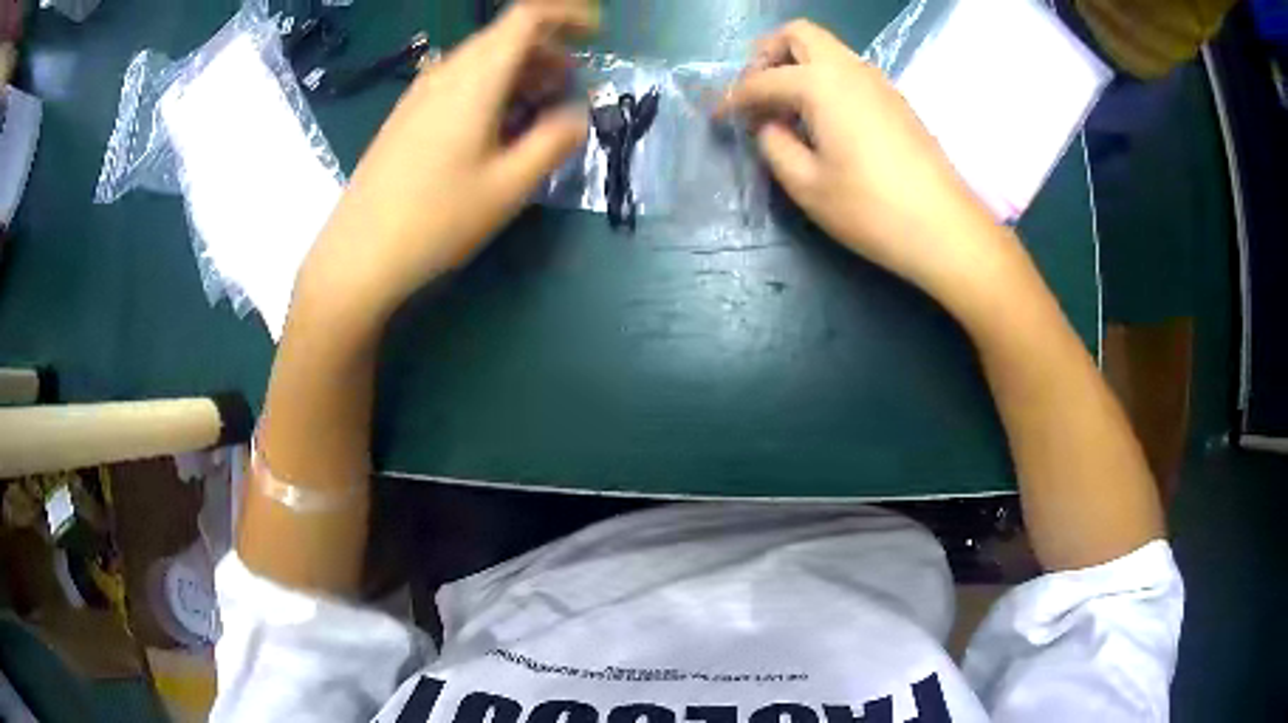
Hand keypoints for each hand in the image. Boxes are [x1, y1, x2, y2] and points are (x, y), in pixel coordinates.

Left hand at [294, 0, 598, 326]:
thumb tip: (578, 114)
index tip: (596, 36)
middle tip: (570, 86)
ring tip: (539, 107)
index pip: (526, 17)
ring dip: (519, 70)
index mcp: (475, 78)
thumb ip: (554, 141)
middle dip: (548, 50)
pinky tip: (496, 125)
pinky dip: (491, 86)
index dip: (568, 15)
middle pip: (504, 36)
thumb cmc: (436, 220)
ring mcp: (420, 93)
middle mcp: (445, 72)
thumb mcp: (509, 186)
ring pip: (481, 59)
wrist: (358, 254)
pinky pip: (458, 80)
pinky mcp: (407, 115)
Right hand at [720, 21, 1024, 306]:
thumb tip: (768, 125)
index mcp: (822, 84)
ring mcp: (879, 82)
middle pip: (799, 35)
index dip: (734, 97)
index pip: (763, 78)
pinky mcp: (896, 101)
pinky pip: (849, 72)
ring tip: (784, 108)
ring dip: (798, 66)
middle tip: (756, 92)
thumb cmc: (872, 210)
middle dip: (767, 55)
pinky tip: (821, 120)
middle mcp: (851, 69)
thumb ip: (775, 145)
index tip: (718, 118)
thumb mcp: (807, 185)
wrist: (945, 230)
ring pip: (828, 50)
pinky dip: (824, 81)